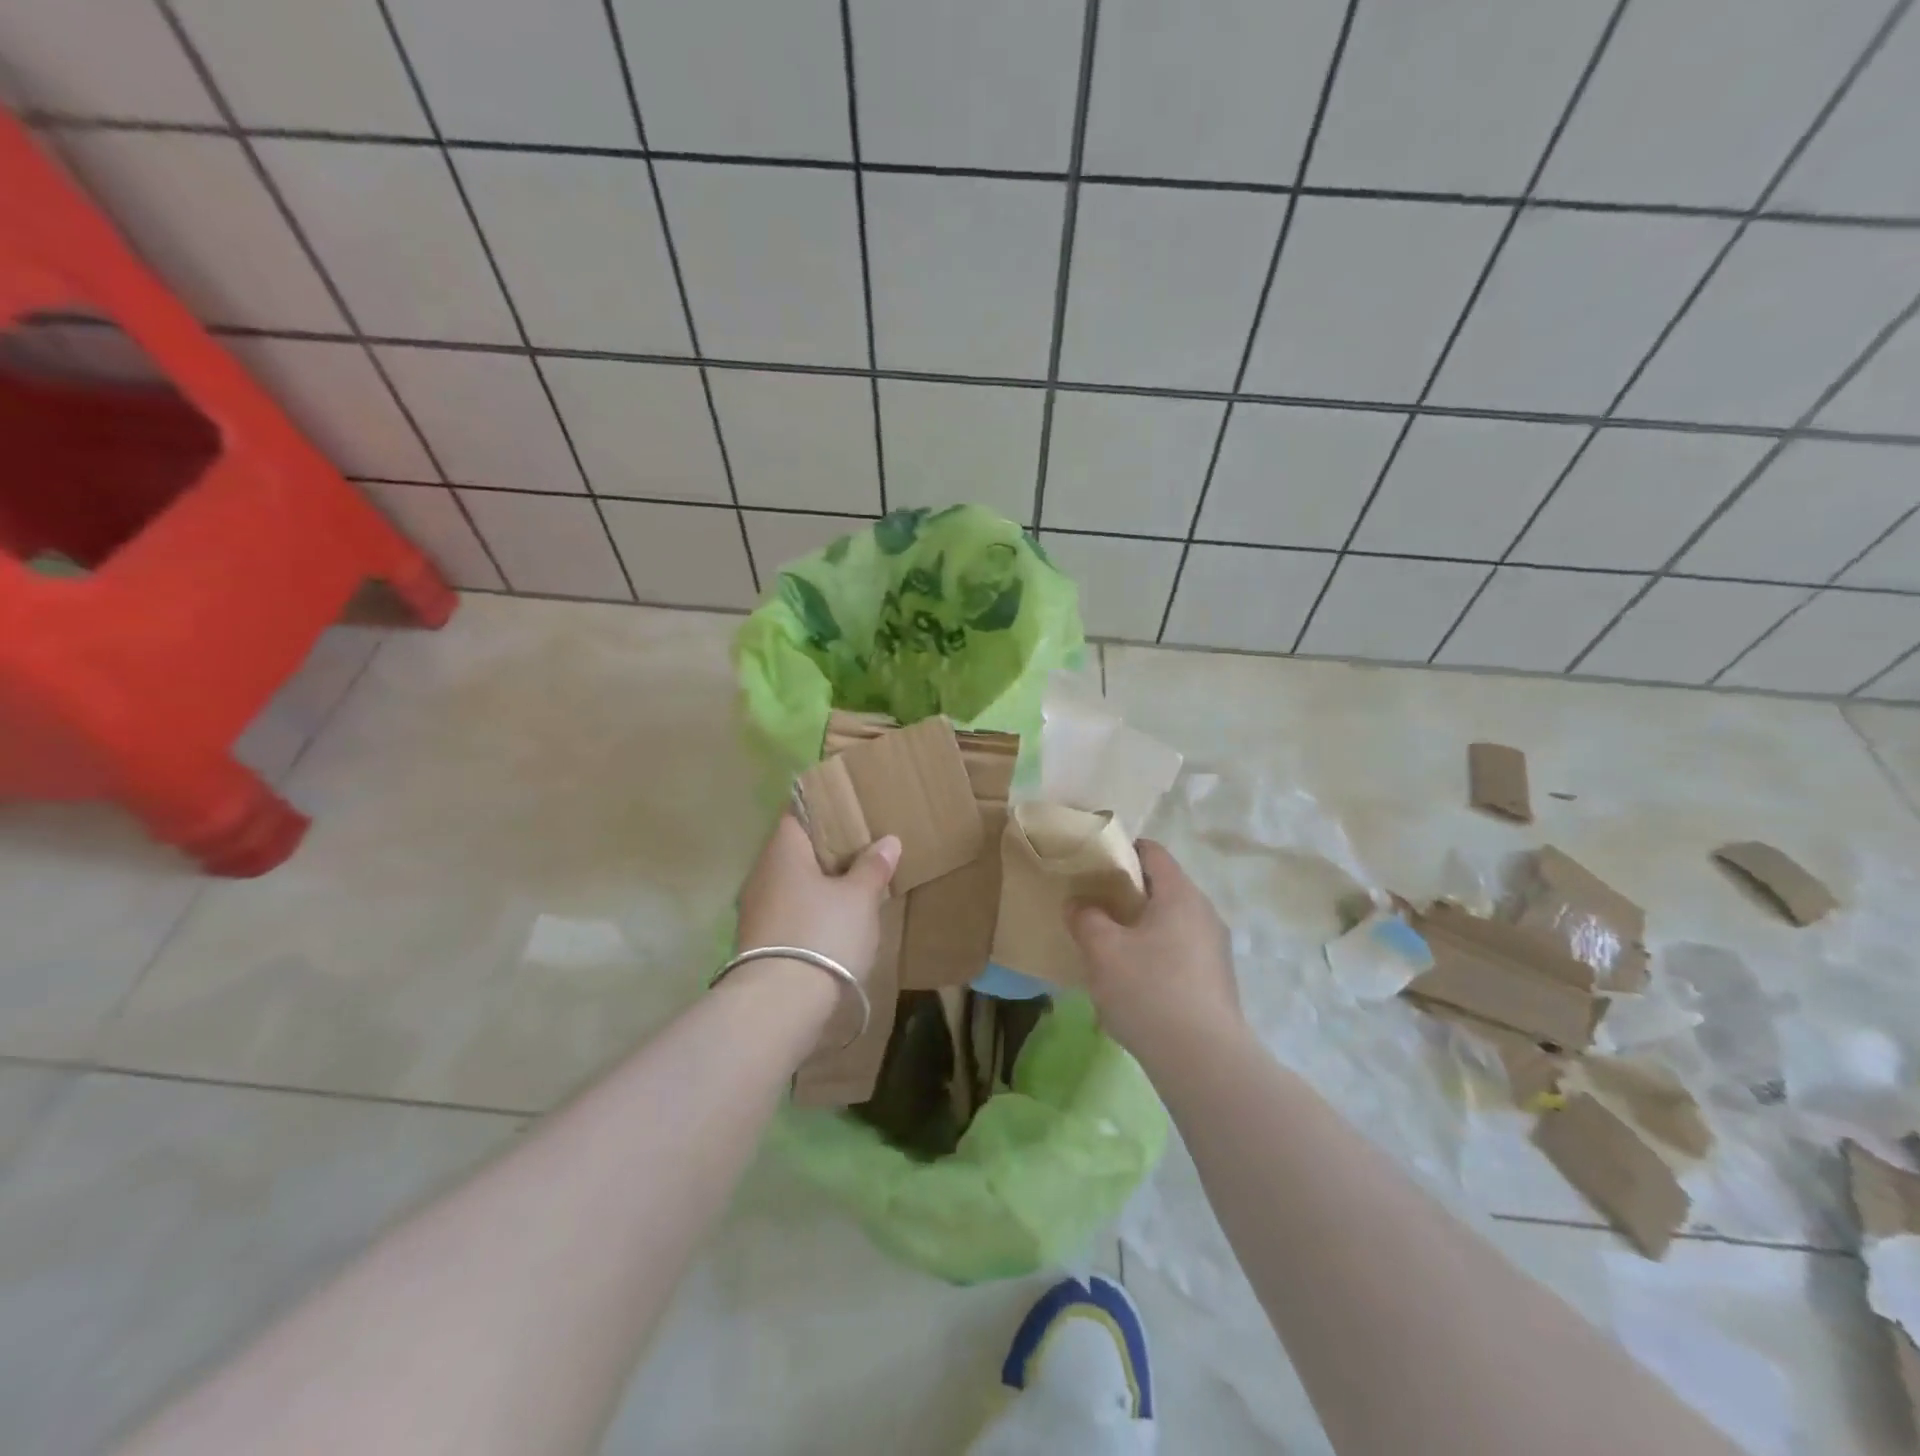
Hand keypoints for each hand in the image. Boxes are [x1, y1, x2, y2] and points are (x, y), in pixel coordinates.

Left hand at [735, 816, 900, 984]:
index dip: (824, 812)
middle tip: (862, 850)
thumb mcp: (860, 898)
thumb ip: (873, 867)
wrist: (779, 1006)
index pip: (798, 814)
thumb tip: (887, 841)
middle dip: (825, 851)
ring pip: (791, 884)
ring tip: (853, 887)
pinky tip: (833, 922)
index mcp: (783, 850)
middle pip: (795, 851)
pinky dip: (809, 911)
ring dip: (818, 884)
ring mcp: (755, 910)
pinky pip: (788, 912)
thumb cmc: (823, 934)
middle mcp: (761, 873)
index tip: (851, 813)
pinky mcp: (757, 943)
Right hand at [1067, 840, 1240, 1061]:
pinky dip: (1156, 957)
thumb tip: (1079, 904)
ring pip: (1171, 924)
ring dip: (1141, 930)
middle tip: (1094, 908)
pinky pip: (1181, 954)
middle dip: (1127, 895)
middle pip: (1162, 888)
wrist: (1203, 1060)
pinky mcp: (1217, 982)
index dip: (1121, 852)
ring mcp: (1215, 950)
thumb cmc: (1149, 990)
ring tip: (1110, 949)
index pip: (1152, 852)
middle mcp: (1204, 914)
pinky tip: (1134, 985)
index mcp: (1180, 894)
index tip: (1094, 866)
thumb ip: (1086, 918)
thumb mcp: (1102, 950)